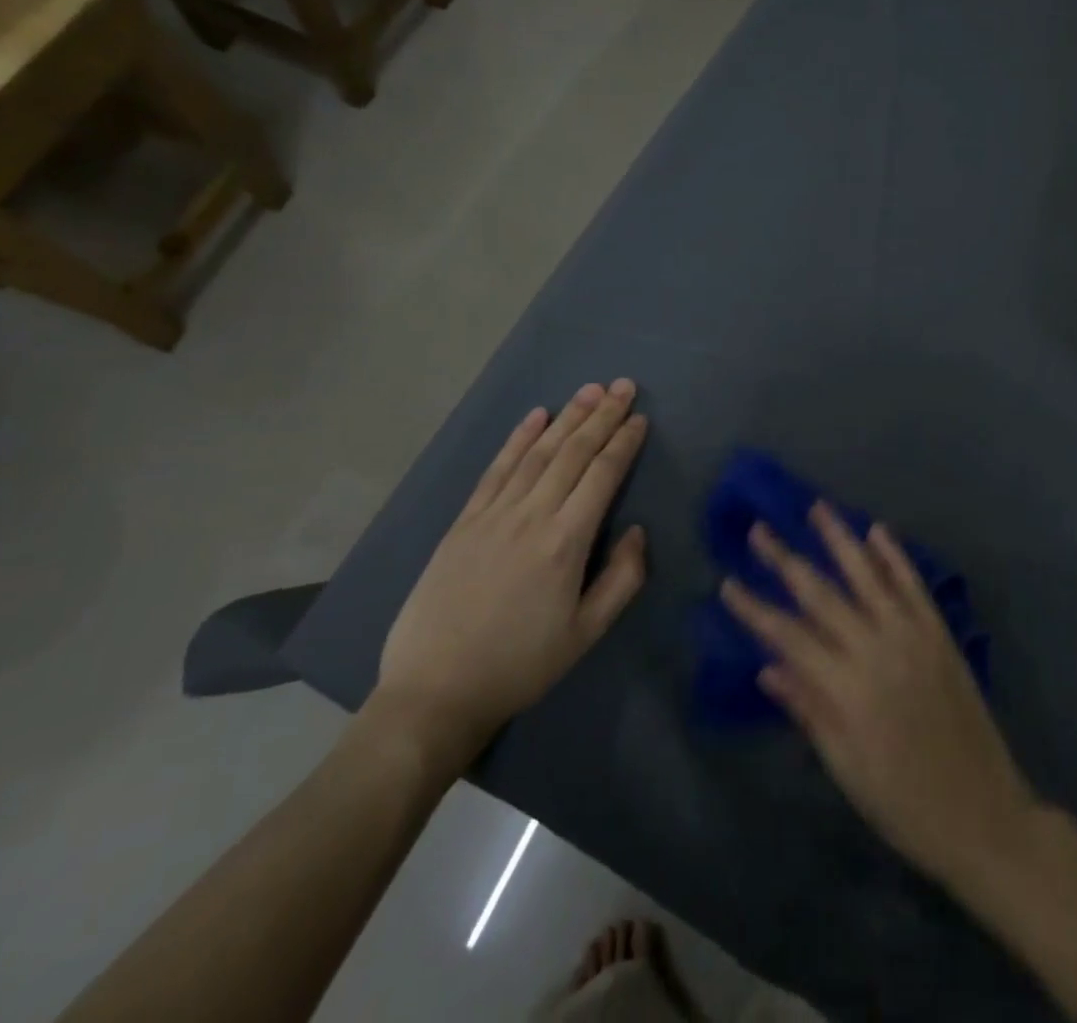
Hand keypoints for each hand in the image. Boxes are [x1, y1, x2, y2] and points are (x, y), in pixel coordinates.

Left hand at [369, 381, 649, 777]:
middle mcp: (531, 516)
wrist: (435, 690)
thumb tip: (636, 531)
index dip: (624, 443)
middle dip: (602, 415)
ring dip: (567, 418)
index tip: (640, 418)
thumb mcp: (586, 634)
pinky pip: (496, 469)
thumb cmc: (521, 665)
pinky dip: (518, 438)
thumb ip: (622, 580)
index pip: (602, 475)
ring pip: (538, 453)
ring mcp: (493, 514)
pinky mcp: (464, 521)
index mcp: (566, 542)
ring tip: (590, 389)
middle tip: (623, 385)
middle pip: (573, 453)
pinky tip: (535, 417)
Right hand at [720, 505, 1038, 885]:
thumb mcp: (845, 767)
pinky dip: (895, 555)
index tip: (728, 582)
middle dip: (785, 559)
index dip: (755, 608)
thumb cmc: (903, 802)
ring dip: (840, 538)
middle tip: (758, 529)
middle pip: (821, 594)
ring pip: (868, 575)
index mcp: (845, 688)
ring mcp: (911, 635)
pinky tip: (878, 530)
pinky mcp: (939, 633)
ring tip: (817, 507)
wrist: (983, 815)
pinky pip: (913, 585)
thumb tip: (767, 666)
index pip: (787, 635)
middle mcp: (875, 649)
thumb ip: (808, 709)